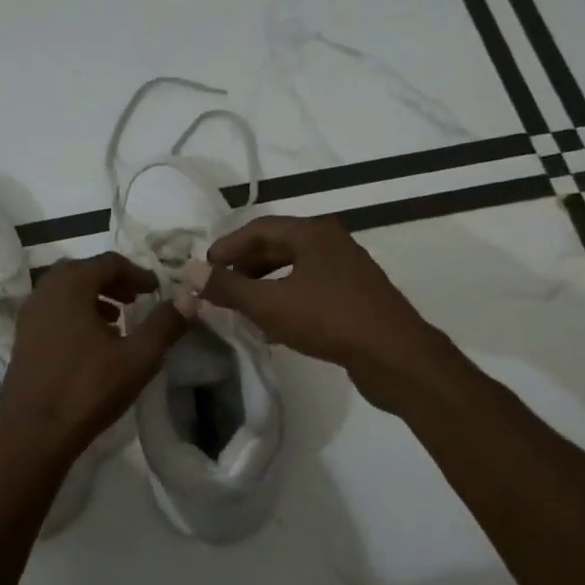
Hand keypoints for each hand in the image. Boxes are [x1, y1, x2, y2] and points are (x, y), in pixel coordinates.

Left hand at [0, 253, 186, 465]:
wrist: (33, 434)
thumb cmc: (88, 389)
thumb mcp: (138, 357)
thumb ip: (165, 324)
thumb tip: (189, 300)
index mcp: (70, 287)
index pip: (108, 262)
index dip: (137, 272)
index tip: (156, 290)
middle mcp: (44, 292)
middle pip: (82, 271)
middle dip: (112, 281)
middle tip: (136, 299)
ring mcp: (29, 316)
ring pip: (65, 292)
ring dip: (93, 297)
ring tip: (117, 320)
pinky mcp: (22, 339)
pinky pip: (53, 311)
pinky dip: (75, 314)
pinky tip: (93, 343)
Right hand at [203, 216, 459, 412]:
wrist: (395, 356)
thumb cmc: (329, 319)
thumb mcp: (270, 303)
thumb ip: (228, 288)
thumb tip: (190, 272)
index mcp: (313, 233)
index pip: (259, 228)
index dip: (227, 246)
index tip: (204, 268)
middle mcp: (331, 243)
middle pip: (277, 247)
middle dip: (244, 267)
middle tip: (219, 286)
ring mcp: (346, 270)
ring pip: (294, 270)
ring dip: (263, 286)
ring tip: (240, 307)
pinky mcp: (355, 297)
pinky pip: (310, 290)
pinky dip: (285, 300)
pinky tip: (272, 327)